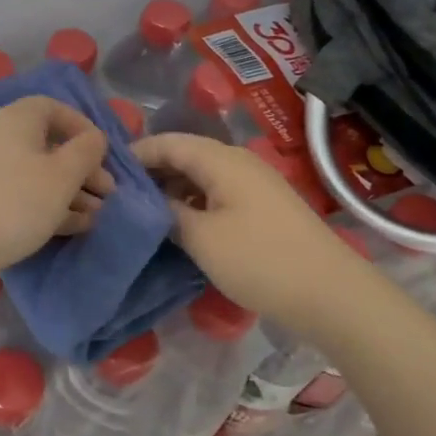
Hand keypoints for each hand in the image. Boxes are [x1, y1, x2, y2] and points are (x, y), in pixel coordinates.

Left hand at [0, 97, 113, 273]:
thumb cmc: (11, 201)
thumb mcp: (61, 175)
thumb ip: (85, 152)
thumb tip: (93, 138)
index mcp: (16, 119)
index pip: (54, 108)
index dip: (83, 127)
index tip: (104, 155)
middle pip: (47, 145)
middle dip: (80, 169)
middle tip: (107, 195)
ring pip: (35, 176)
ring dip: (67, 193)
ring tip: (96, 217)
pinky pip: (19, 198)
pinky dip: (46, 208)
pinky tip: (71, 228)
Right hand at [132, 132, 386, 341]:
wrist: (332, 294)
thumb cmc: (260, 260)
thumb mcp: (201, 238)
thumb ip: (167, 213)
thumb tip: (146, 201)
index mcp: (221, 160)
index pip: (167, 142)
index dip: (135, 154)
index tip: (104, 172)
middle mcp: (238, 162)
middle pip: (184, 155)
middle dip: (151, 171)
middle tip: (118, 195)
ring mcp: (255, 183)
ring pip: (201, 175)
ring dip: (172, 188)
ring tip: (143, 211)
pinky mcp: (264, 206)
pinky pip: (218, 192)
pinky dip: (193, 201)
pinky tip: (179, 224)